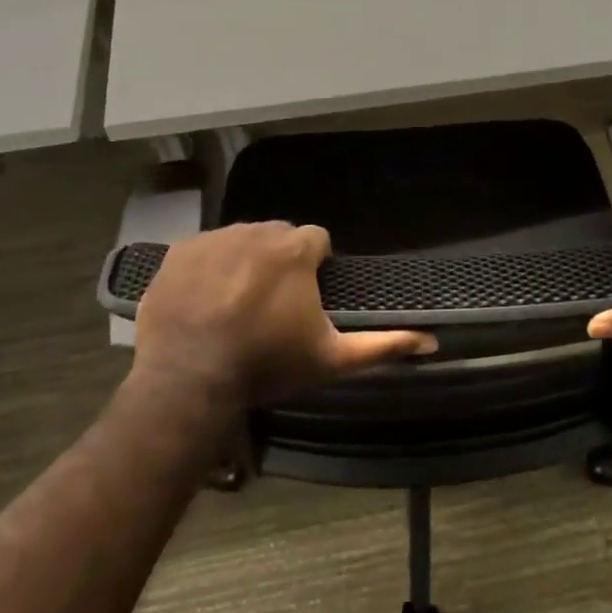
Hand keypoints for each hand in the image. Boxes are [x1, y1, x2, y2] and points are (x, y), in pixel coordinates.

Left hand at [129, 223, 435, 414]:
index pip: (317, 240)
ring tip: (237, 302)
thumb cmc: (267, 365)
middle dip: (281, 260)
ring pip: (242, 239)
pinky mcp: (180, 251)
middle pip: (279, 236)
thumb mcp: (332, 359)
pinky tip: (206, 299)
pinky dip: (210, 266)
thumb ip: (383, 345)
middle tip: (273, 303)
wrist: (188, 381)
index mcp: (295, 249)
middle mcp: (256, 231)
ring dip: (246, 261)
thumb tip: (432, 341)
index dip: (316, 267)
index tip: (307, 297)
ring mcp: (214, 238)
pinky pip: (205, 248)